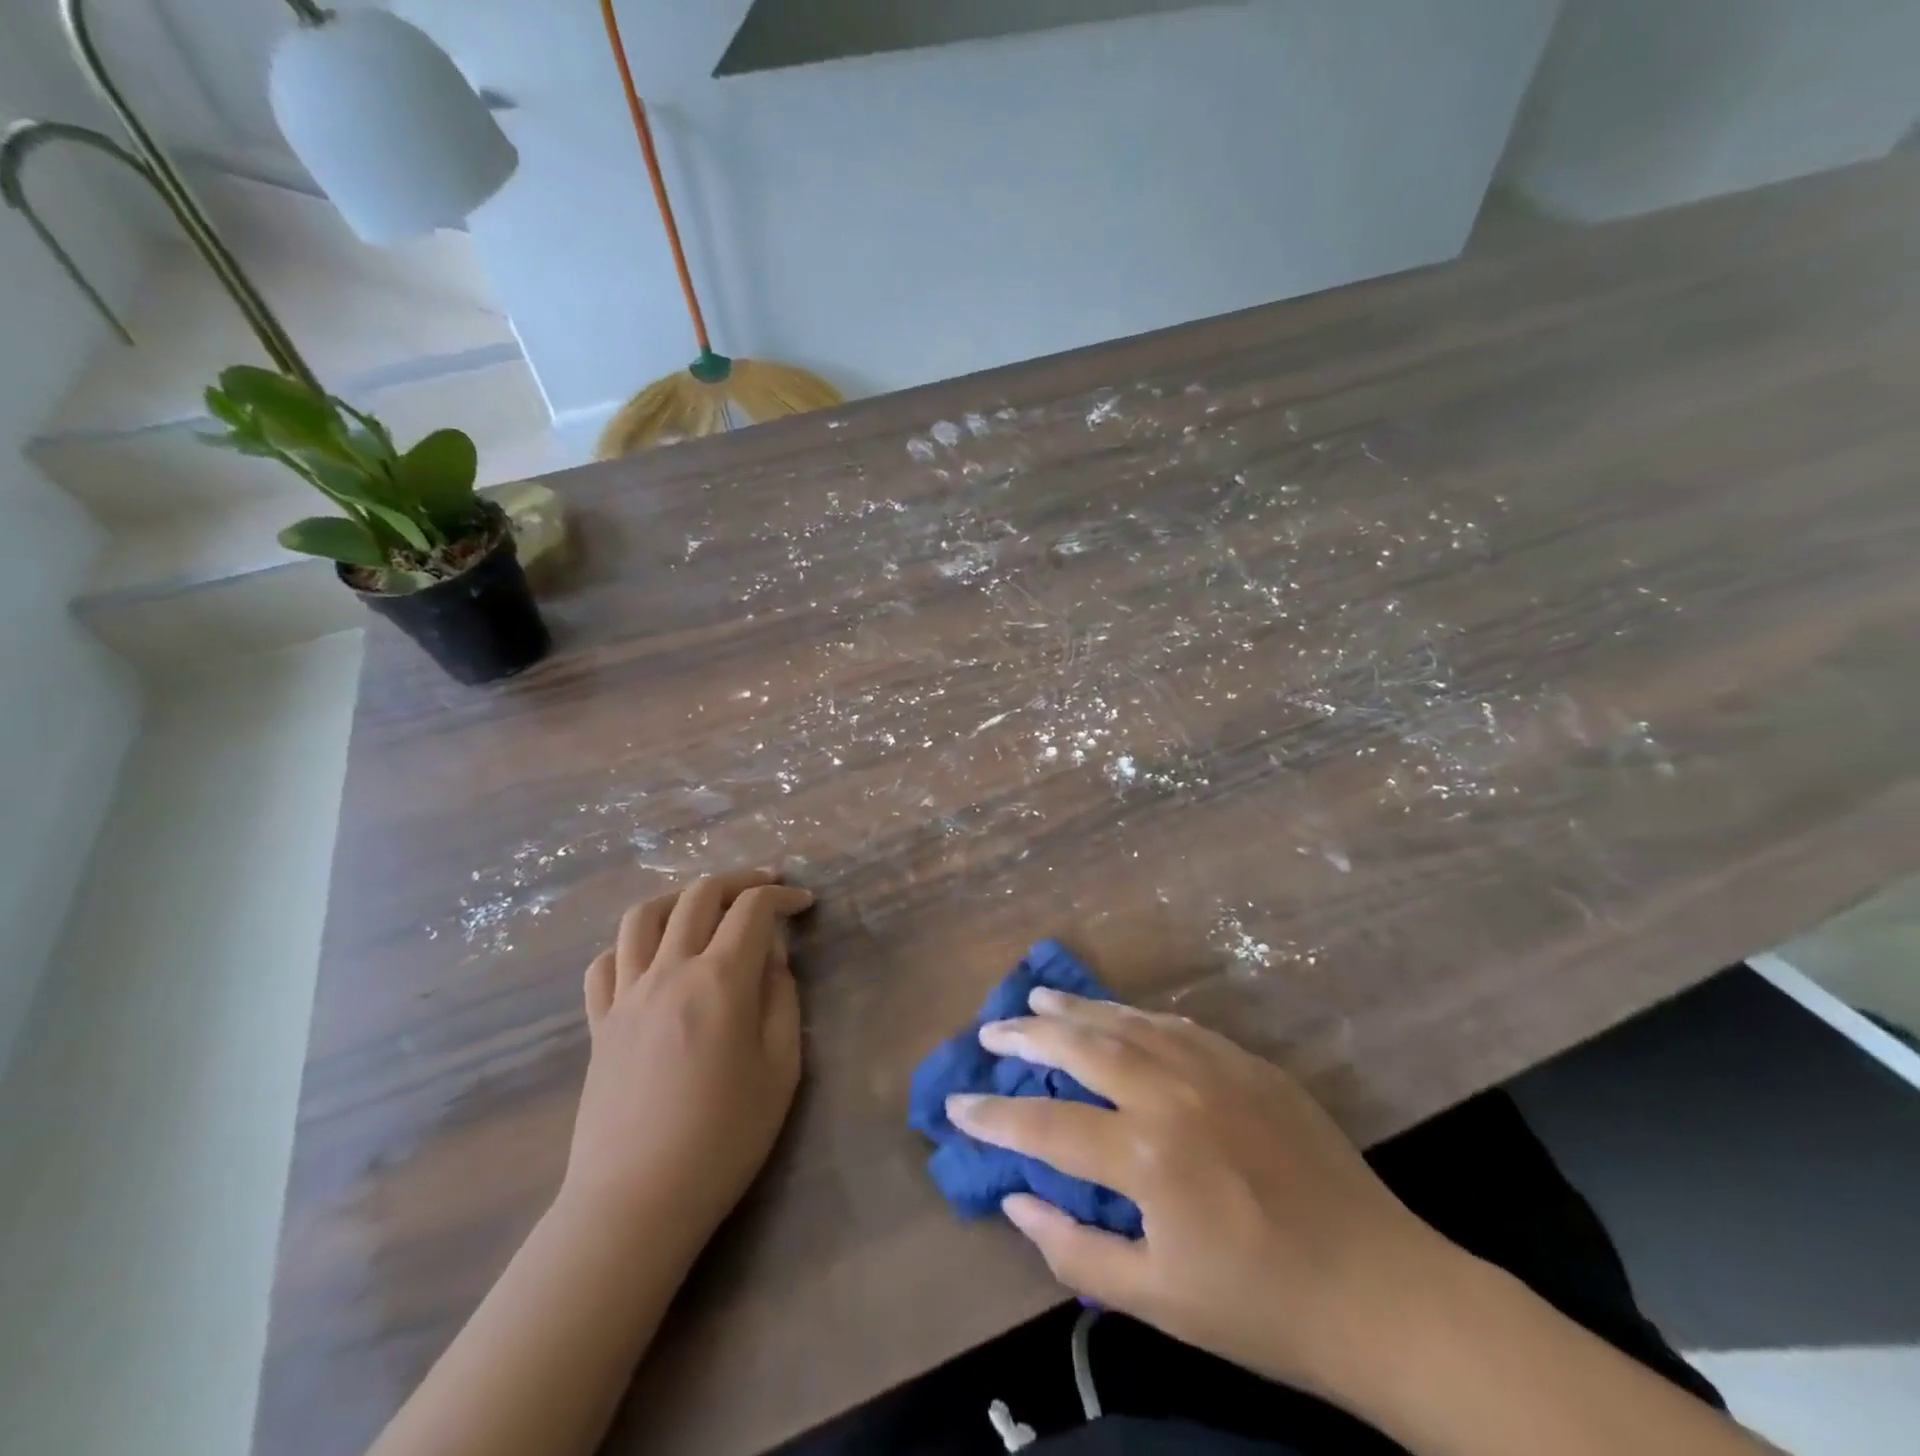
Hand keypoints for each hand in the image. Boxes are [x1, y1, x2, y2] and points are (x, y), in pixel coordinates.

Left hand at [559, 869, 814, 1257]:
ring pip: (644, 916)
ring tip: (704, 908)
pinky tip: (650, 958)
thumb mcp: (781, 1069)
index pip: (753, 909)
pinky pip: (605, 962)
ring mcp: (626, 995)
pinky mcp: (599, 1023)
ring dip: (680, 898)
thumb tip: (772, 961)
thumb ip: (783, 1001)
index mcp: (720, 980)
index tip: (804, 903)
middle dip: (739, 882)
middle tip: (764, 889)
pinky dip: (630, 944)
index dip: (783, 896)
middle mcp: (669, 971)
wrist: (637, 1200)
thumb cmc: (724, 1138)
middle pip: (699, 896)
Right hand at [946, 989, 1457, 1405]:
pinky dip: (1132, 1014)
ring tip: (1036, 999)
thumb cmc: (1262, 1307)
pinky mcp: (1248, 1062)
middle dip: (1025, 1037)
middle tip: (990, 1030)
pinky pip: (1175, 1024)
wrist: (1381, 1290)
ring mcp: (1213, 1068)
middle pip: (1080, 1047)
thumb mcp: (1157, 1301)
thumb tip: (1016, 1199)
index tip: (956, 1104)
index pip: (1045, 1124)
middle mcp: (1171, 1093)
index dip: (993, 1115)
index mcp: (1146, 1157)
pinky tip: (1115, 1013)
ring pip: (1125, 1021)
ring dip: (1075, 1009)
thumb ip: (1075, 1250)